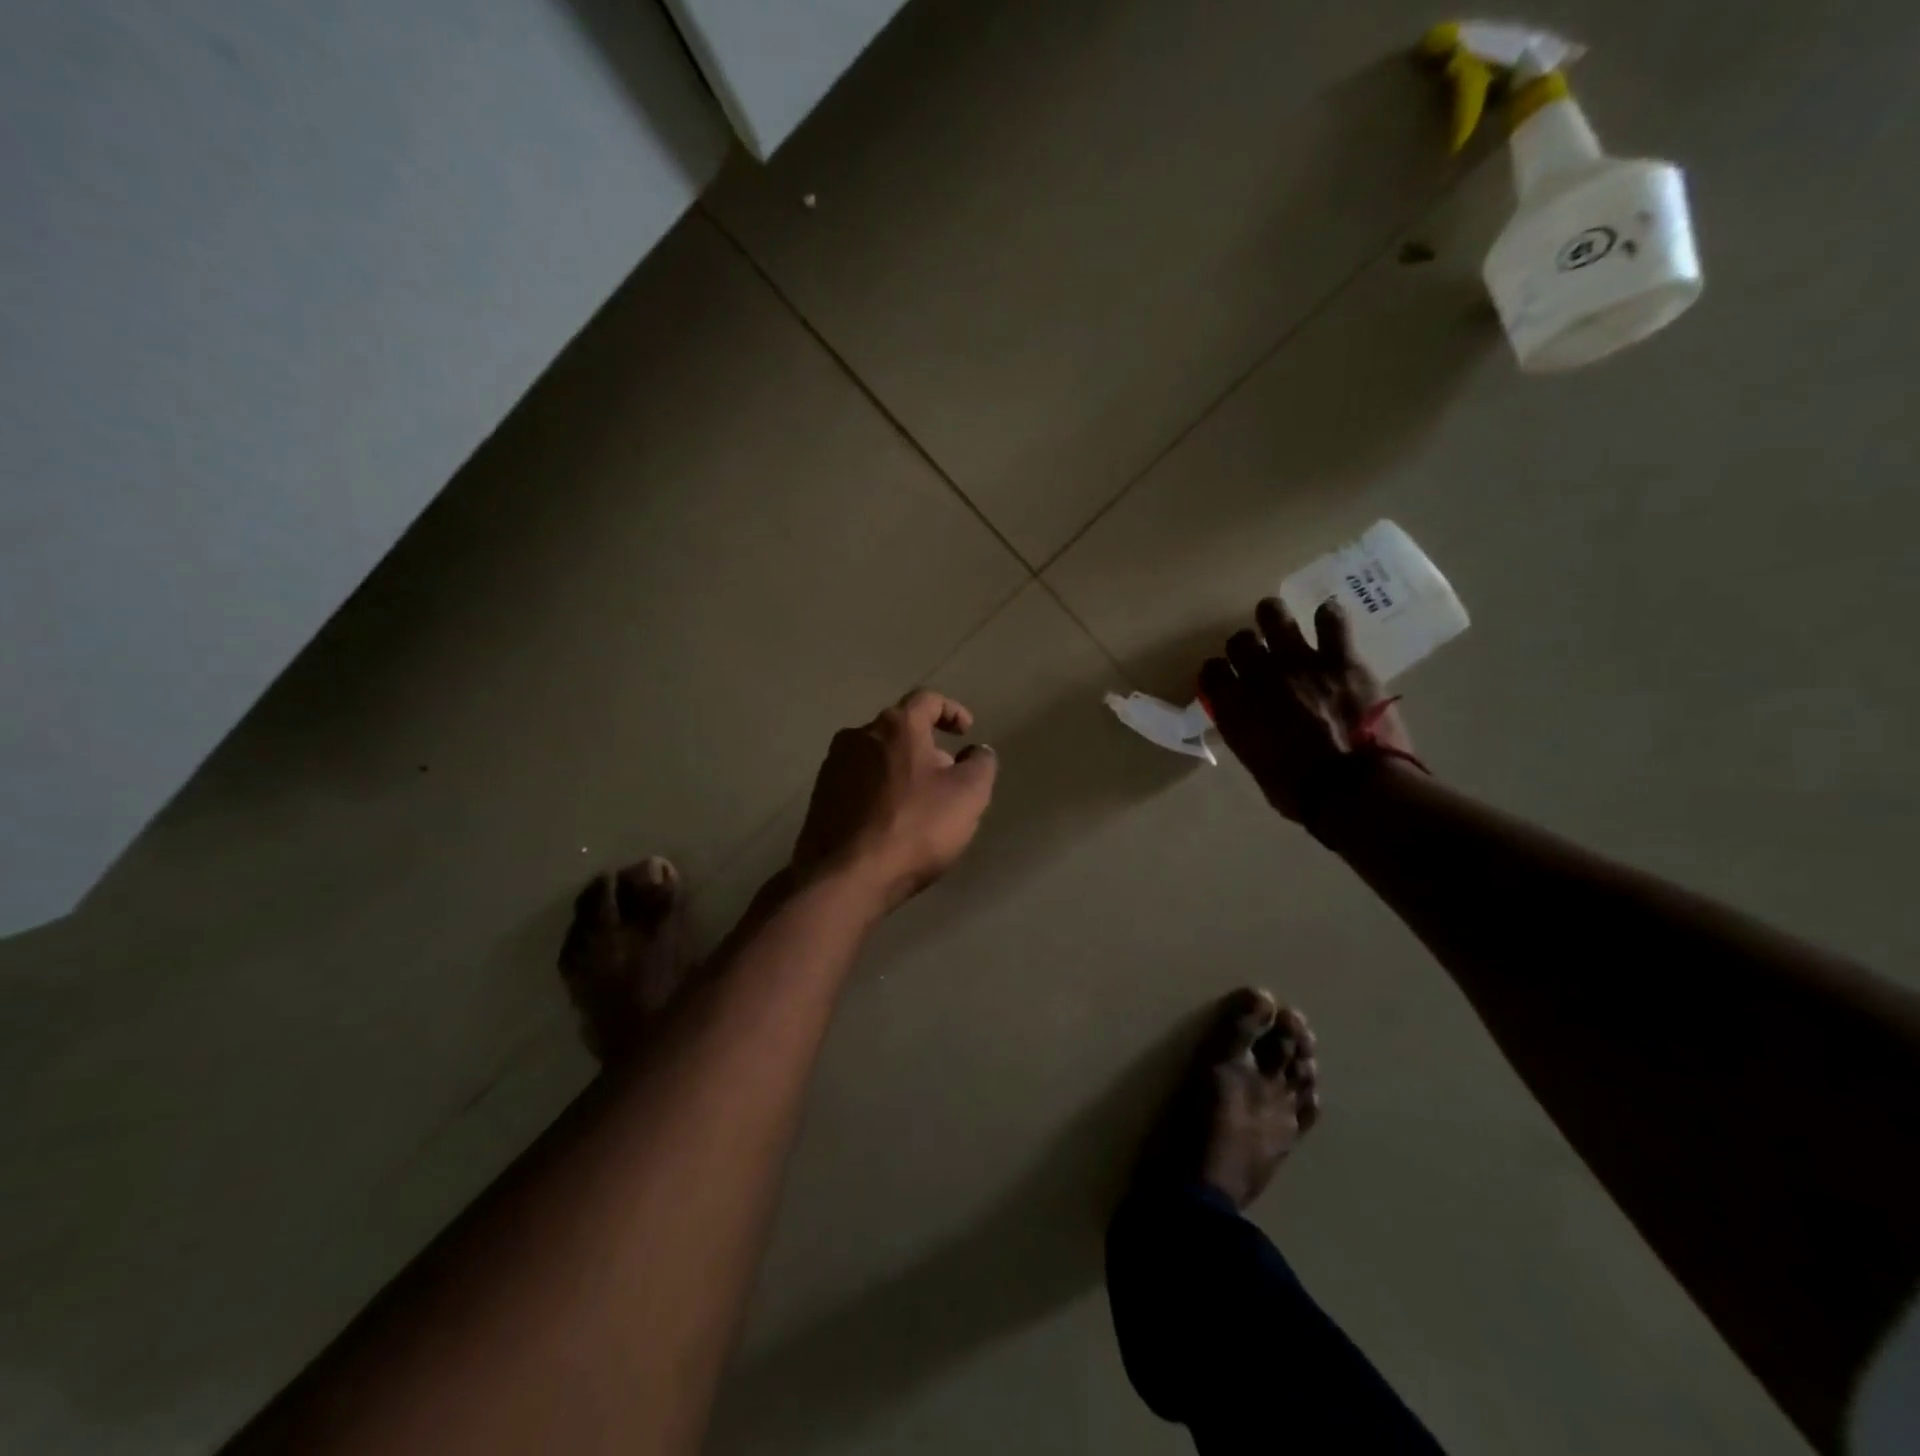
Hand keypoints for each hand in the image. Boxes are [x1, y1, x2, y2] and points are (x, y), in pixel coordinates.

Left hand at [792, 689, 997, 912]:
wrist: (846, 876)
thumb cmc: (915, 827)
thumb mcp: (969, 795)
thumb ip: (981, 764)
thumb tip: (977, 751)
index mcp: (896, 725)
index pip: (927, 700)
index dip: (951, 711)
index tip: (965, 732)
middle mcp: (858, 735)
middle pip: (900, 730)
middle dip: (927, 748)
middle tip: (947, 778)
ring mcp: (832, 766)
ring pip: (876, 757)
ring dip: (900, 771)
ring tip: (919, 804)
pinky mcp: (819, 797)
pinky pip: (857, 783)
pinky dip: (878, 792)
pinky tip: (890, 822)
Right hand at [1199, 597, 1414, 827]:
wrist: (1353, 790)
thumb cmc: (1299, 791)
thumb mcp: (1256, 764)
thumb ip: (1247, 733)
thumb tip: (1250, 722)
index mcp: (1234, 708)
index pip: (1211, 672)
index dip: (1218, 672)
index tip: (1226, 679)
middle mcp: (1259, 678)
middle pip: (1239, 642)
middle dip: (1245, 646)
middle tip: (1257, 655)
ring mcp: (1300, 664)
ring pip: (1274, 617)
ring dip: (1273, 616)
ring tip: (1278, 619)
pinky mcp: (1341, 660)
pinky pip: (1331, 621)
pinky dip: (1328, 617)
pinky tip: (1327, 618)